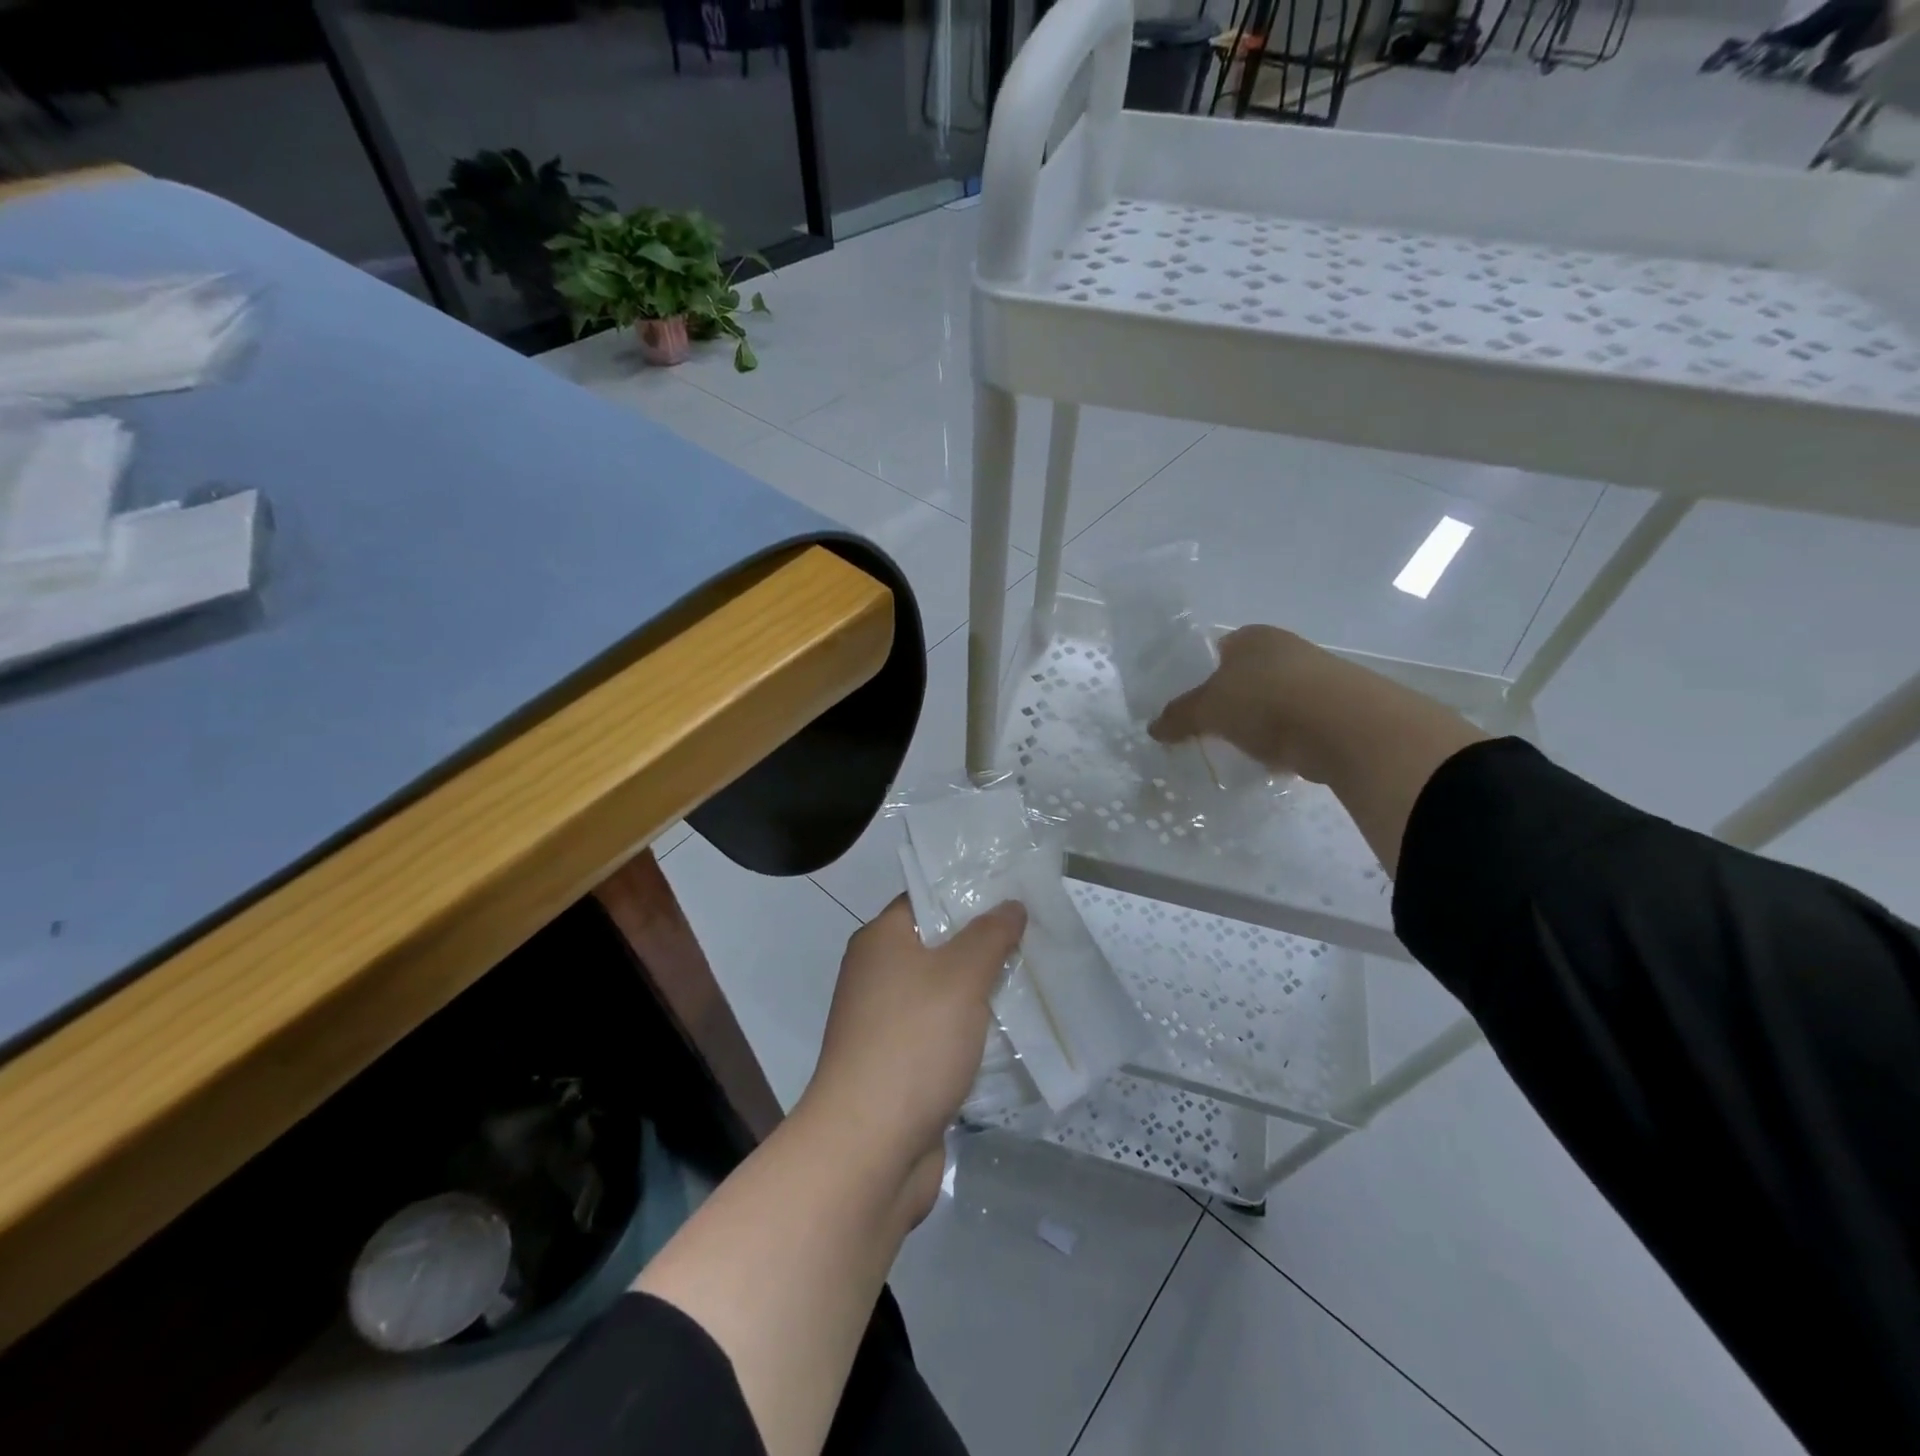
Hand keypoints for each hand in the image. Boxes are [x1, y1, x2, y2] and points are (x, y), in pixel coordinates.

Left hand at [800, 895, 1026, 1224]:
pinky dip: (972, 1030)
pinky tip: (1012, 1031)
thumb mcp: (961, 976)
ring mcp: (885, 1022)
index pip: (926, 898)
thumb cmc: (913, 1042)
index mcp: (880, 941)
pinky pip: (942, 1032)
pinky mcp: (899, 1064)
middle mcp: (877, 974)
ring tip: (1034, 977)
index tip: (1014, 892)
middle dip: (984, 943)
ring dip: (982, 990)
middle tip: (1035, 935)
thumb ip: (990, 935)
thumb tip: (1010, 904)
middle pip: (937, 945)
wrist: (869, 1147)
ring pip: (943, 992)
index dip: (968, 892)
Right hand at [1149, 625, 1341, 779]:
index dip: (1200, 677)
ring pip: (1273, 701)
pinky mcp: (1338, 709)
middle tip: (1209, 731)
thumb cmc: (1265, 701)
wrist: (1344, 727)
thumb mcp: (1207, 710)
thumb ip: (1178, 717)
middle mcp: (1286, 648)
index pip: (1217, 650)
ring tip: (1240, 750)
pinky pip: (1298, 725)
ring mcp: (1317, 677)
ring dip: (1259, 723)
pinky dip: (1285, 741)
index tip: (1190, 707)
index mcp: (1253, 636)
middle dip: (1230, 703)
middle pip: (1246, 677)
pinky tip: (1274, 759)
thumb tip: (1153, 728)